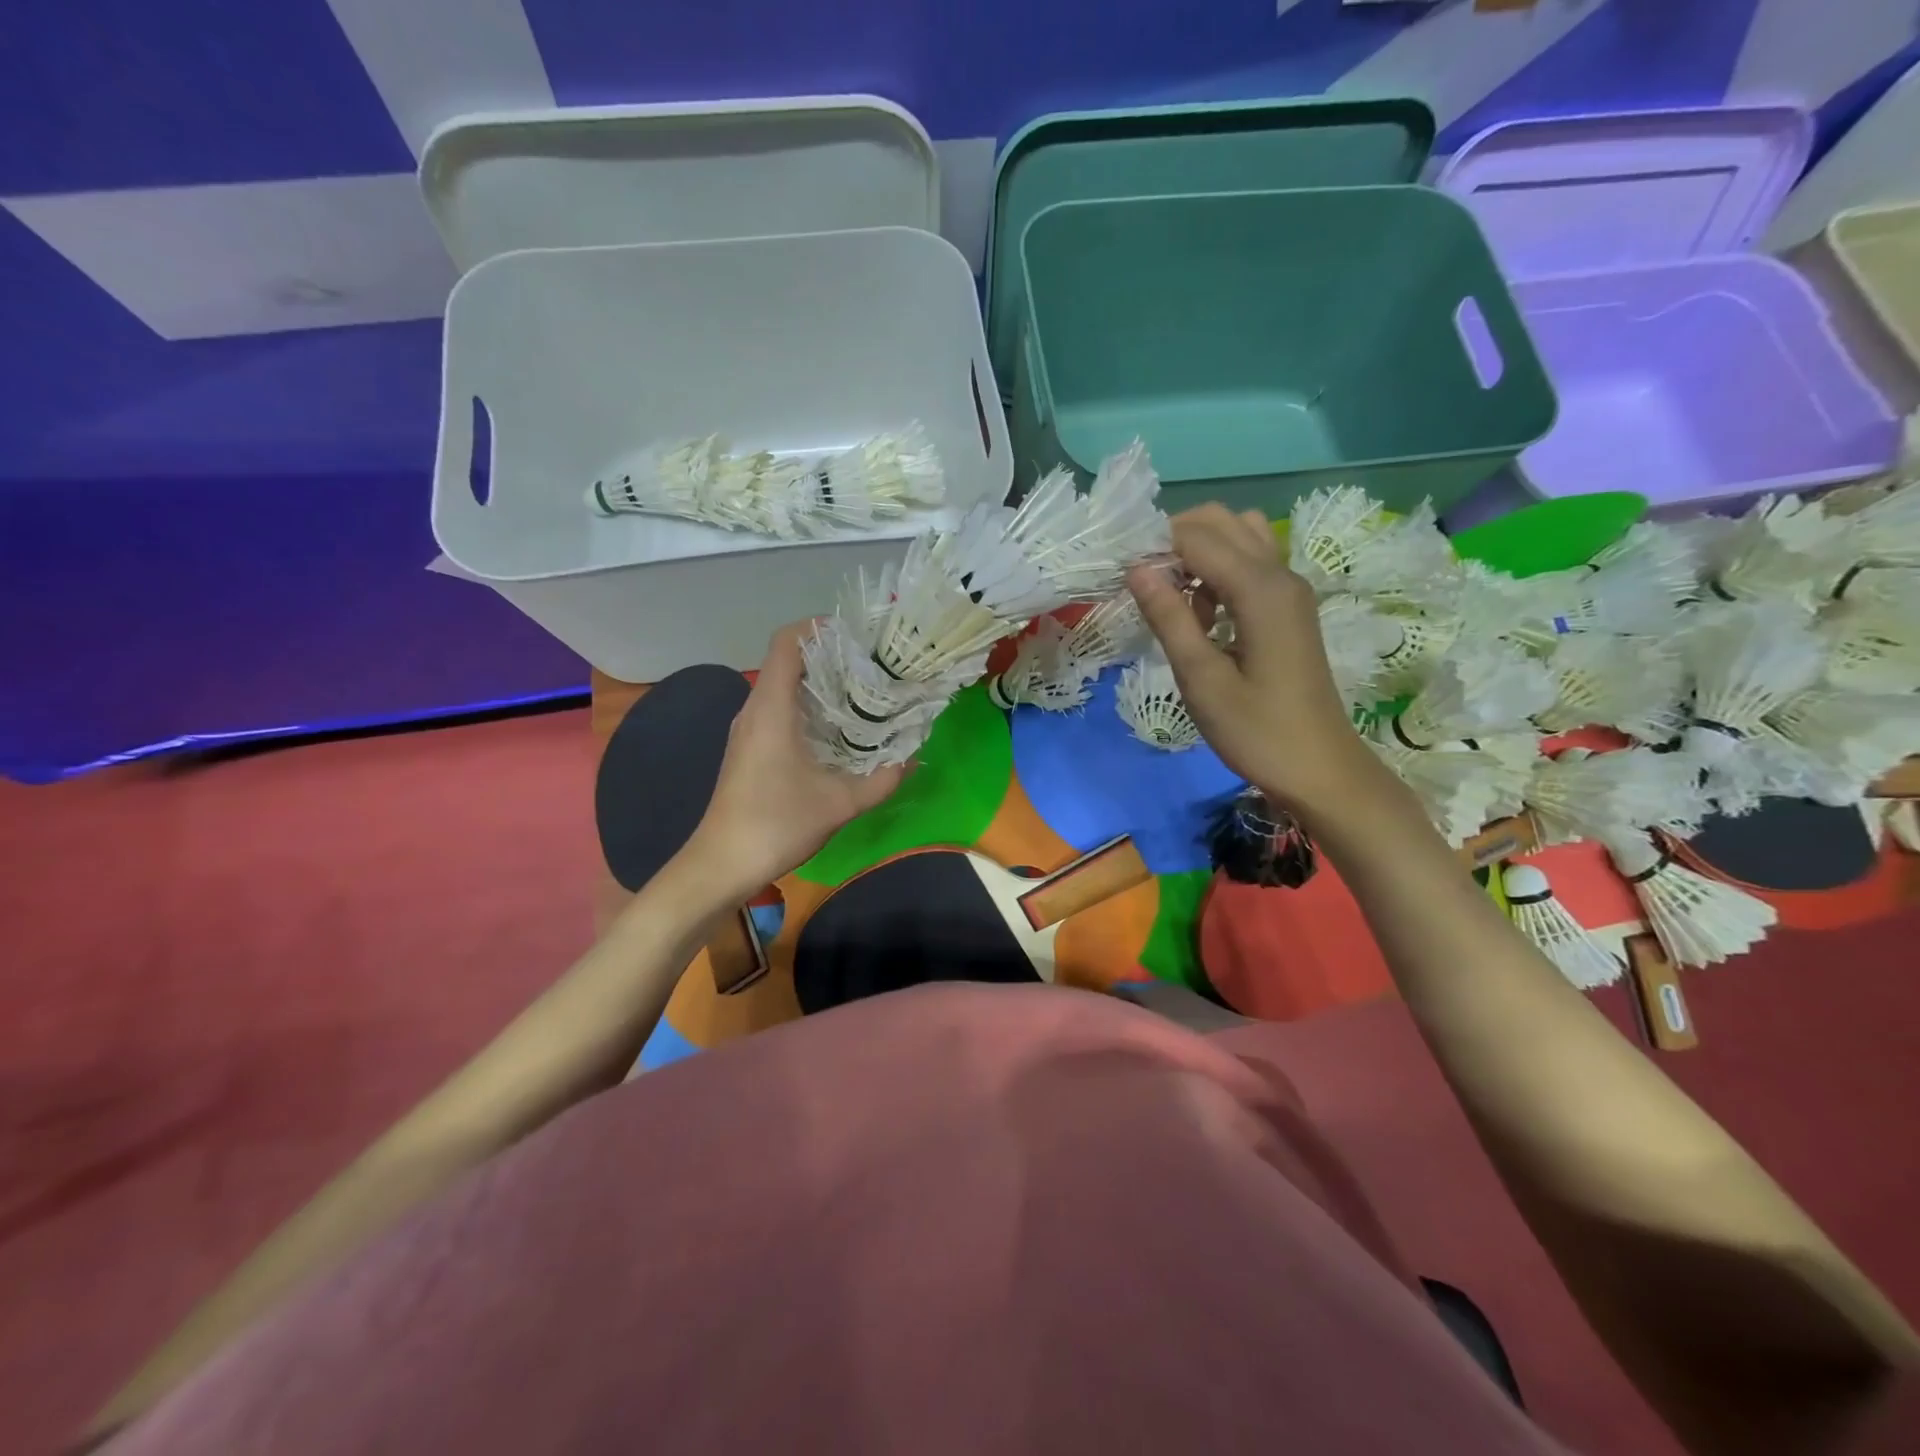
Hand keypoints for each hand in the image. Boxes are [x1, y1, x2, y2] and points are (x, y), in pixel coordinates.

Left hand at [687, 623, 905, 896]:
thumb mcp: (840, 803)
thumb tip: (913, 758)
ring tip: (865, 692)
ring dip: (822, 683)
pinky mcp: (750, 748)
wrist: (722, 864)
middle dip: (831, 655)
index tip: (858, 636)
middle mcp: (756, 709)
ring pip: (785, 686)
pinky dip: (810, 707)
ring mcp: (749, 729)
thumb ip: (882, 779)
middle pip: (789, 660)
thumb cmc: (776, 824)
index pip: (787, 642)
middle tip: (874, 666)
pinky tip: (839, 730)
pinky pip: (781, 709)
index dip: (820, 627)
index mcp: (772, 708)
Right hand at [1126, 504, 1380, 814]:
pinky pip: (1250, 565)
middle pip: (1222, 521)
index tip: (1122, 579)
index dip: (1154, 548)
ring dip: (1199, 553)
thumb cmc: (1257, 732)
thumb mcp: (1202, 680)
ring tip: (1174, 599)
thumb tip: (1136, 569)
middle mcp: (1280, 575)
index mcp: (1260, 590)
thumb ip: (1169, 619)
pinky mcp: (1289, 608)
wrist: (1320, 769)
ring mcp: (1290, 590)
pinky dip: (1219, 572)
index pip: (1196, 537)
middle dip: (1175, 540)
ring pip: (1239, 537)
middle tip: (1144, 585)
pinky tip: (1202, 617)